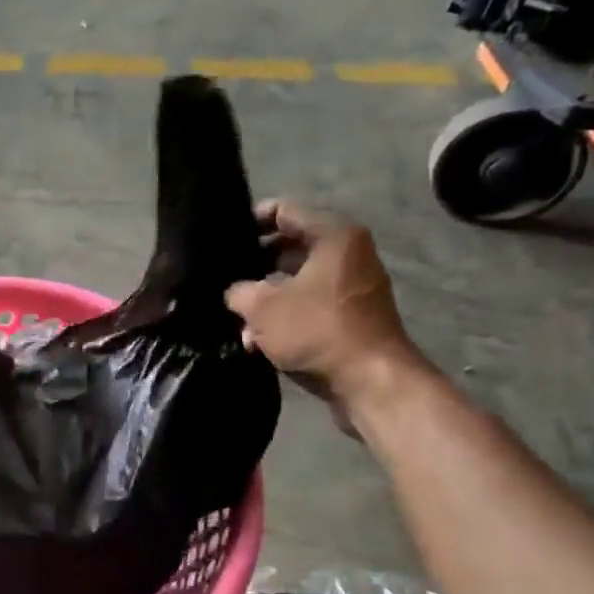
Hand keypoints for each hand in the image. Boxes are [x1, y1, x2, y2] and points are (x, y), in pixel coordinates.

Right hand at [224, 203, 423, 424]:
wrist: (371, 381)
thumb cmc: (317, 330)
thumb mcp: (262, 307)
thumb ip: (238, 291)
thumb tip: (234, 293)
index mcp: (333, 236)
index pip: (284, 211)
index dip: (249, 221)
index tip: (222, 241)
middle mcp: (348, 254)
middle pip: (289, 247)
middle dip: (254, 266)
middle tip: (223, 279)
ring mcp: (351, 287)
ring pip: (296, 281)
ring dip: (265, 298)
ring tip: (235, 317)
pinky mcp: (350, 317)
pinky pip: (308, 306)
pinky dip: (284, 318)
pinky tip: (256, 341)